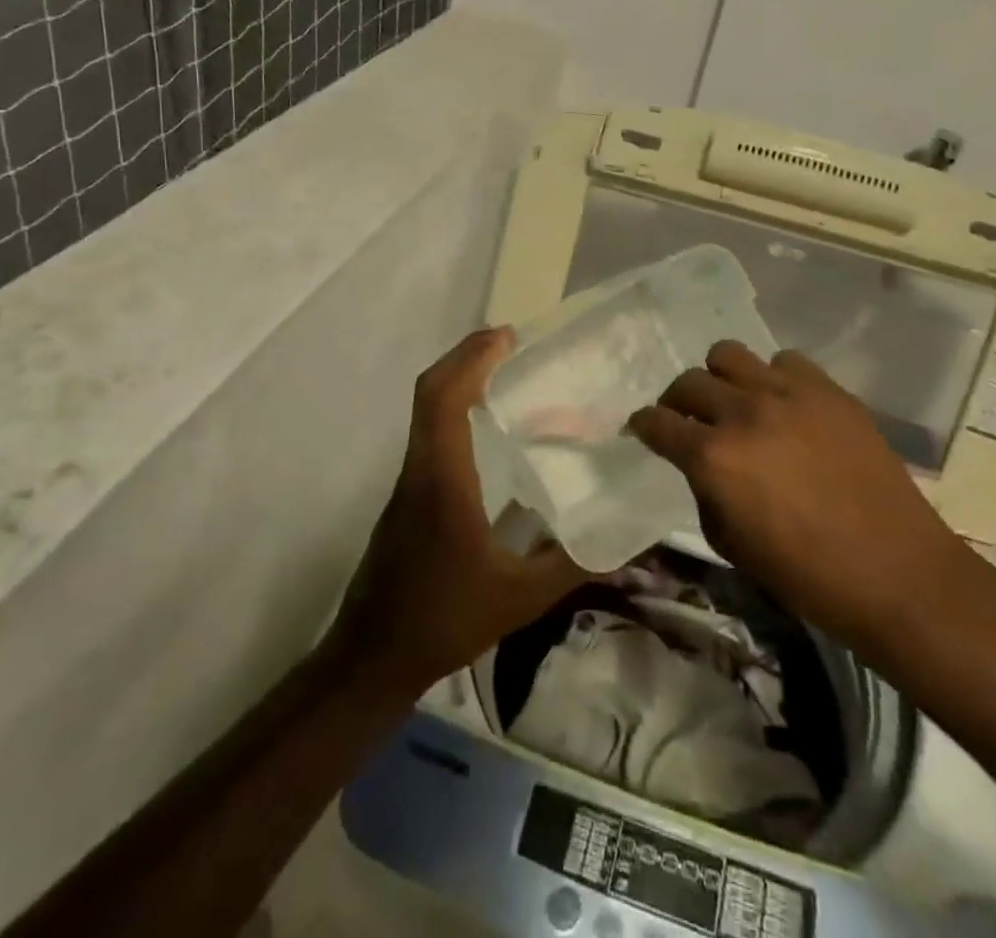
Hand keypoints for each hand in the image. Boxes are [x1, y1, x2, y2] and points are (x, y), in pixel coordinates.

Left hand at [330, 327, 585, 694]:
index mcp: (443, 481)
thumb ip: (572, 566)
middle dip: (466, 357)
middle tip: (510, 343)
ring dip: (459, 381)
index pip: (444, 400)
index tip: (507, 337)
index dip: (472, 359)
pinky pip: (429, 433)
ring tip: (505, 374)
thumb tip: (624, 541)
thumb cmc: (442, 620)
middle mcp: (420, 469)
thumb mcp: (519, 599)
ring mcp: (409, 482)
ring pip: (426, 411)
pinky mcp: (408, 496)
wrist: (371, 658)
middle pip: (430, 392)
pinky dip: (455, 409)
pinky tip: (488, 429)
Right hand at [629, 341, 968, 650]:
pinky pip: (785, 361)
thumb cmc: (807, 575)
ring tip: (735, 402)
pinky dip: (773, 378)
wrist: (896, 571)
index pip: (657, 423)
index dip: (642, 425)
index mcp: (713, 456)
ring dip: (721, 378)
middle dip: (677, 401)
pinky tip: (785, 405)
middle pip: (688, 381)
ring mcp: (788, 393)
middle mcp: (743, 412)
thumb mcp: (731, 545)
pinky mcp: (828, 389)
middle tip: (688, 420)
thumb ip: (705, 492)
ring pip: (729, 354)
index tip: (642, 428)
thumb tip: (703, 465)